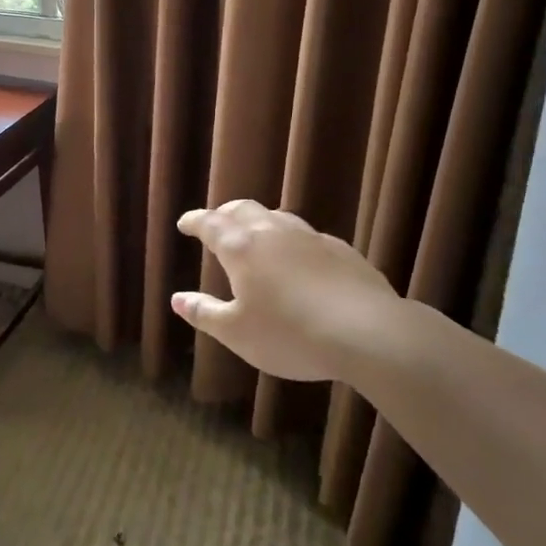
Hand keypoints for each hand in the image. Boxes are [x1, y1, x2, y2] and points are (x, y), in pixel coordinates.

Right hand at [172, 200, 400, 382]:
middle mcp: (273, 233)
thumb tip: (177, 299)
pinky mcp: (342, 250)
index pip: (211, 224)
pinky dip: (291, 240)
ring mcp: (310, 238)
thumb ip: (205, 313)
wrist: (367, 332)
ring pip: (278, 217)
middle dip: (225, 213)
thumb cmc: (290, 334)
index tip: (184, 223)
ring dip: (260, 222)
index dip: (195, 221)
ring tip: (255, 235)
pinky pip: (307, 236)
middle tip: (216, 222)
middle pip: (244, 210)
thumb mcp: (237, 333)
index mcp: (241, 249)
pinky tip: (298, 259)